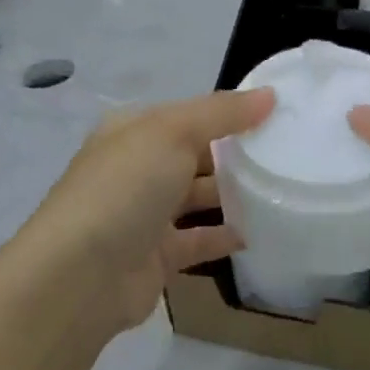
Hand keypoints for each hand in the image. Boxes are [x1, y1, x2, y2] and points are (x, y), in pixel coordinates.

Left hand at [13, 88, 274, 339]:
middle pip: (194, 155)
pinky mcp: (157, 256)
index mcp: (133, 132)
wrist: (82, 275)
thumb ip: (222, 113)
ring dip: (232, 194)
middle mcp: (136, 169)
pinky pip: (198, 240)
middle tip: (287, 154)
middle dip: (234, 154)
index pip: (188, 114)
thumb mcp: (173, 132)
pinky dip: (224, 236)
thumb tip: (270, 94)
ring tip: (280, 189)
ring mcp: (144, 214)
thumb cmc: (125, 188)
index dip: (229, 113)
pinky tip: (257, 232)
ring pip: (197, 198)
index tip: (276, 115)